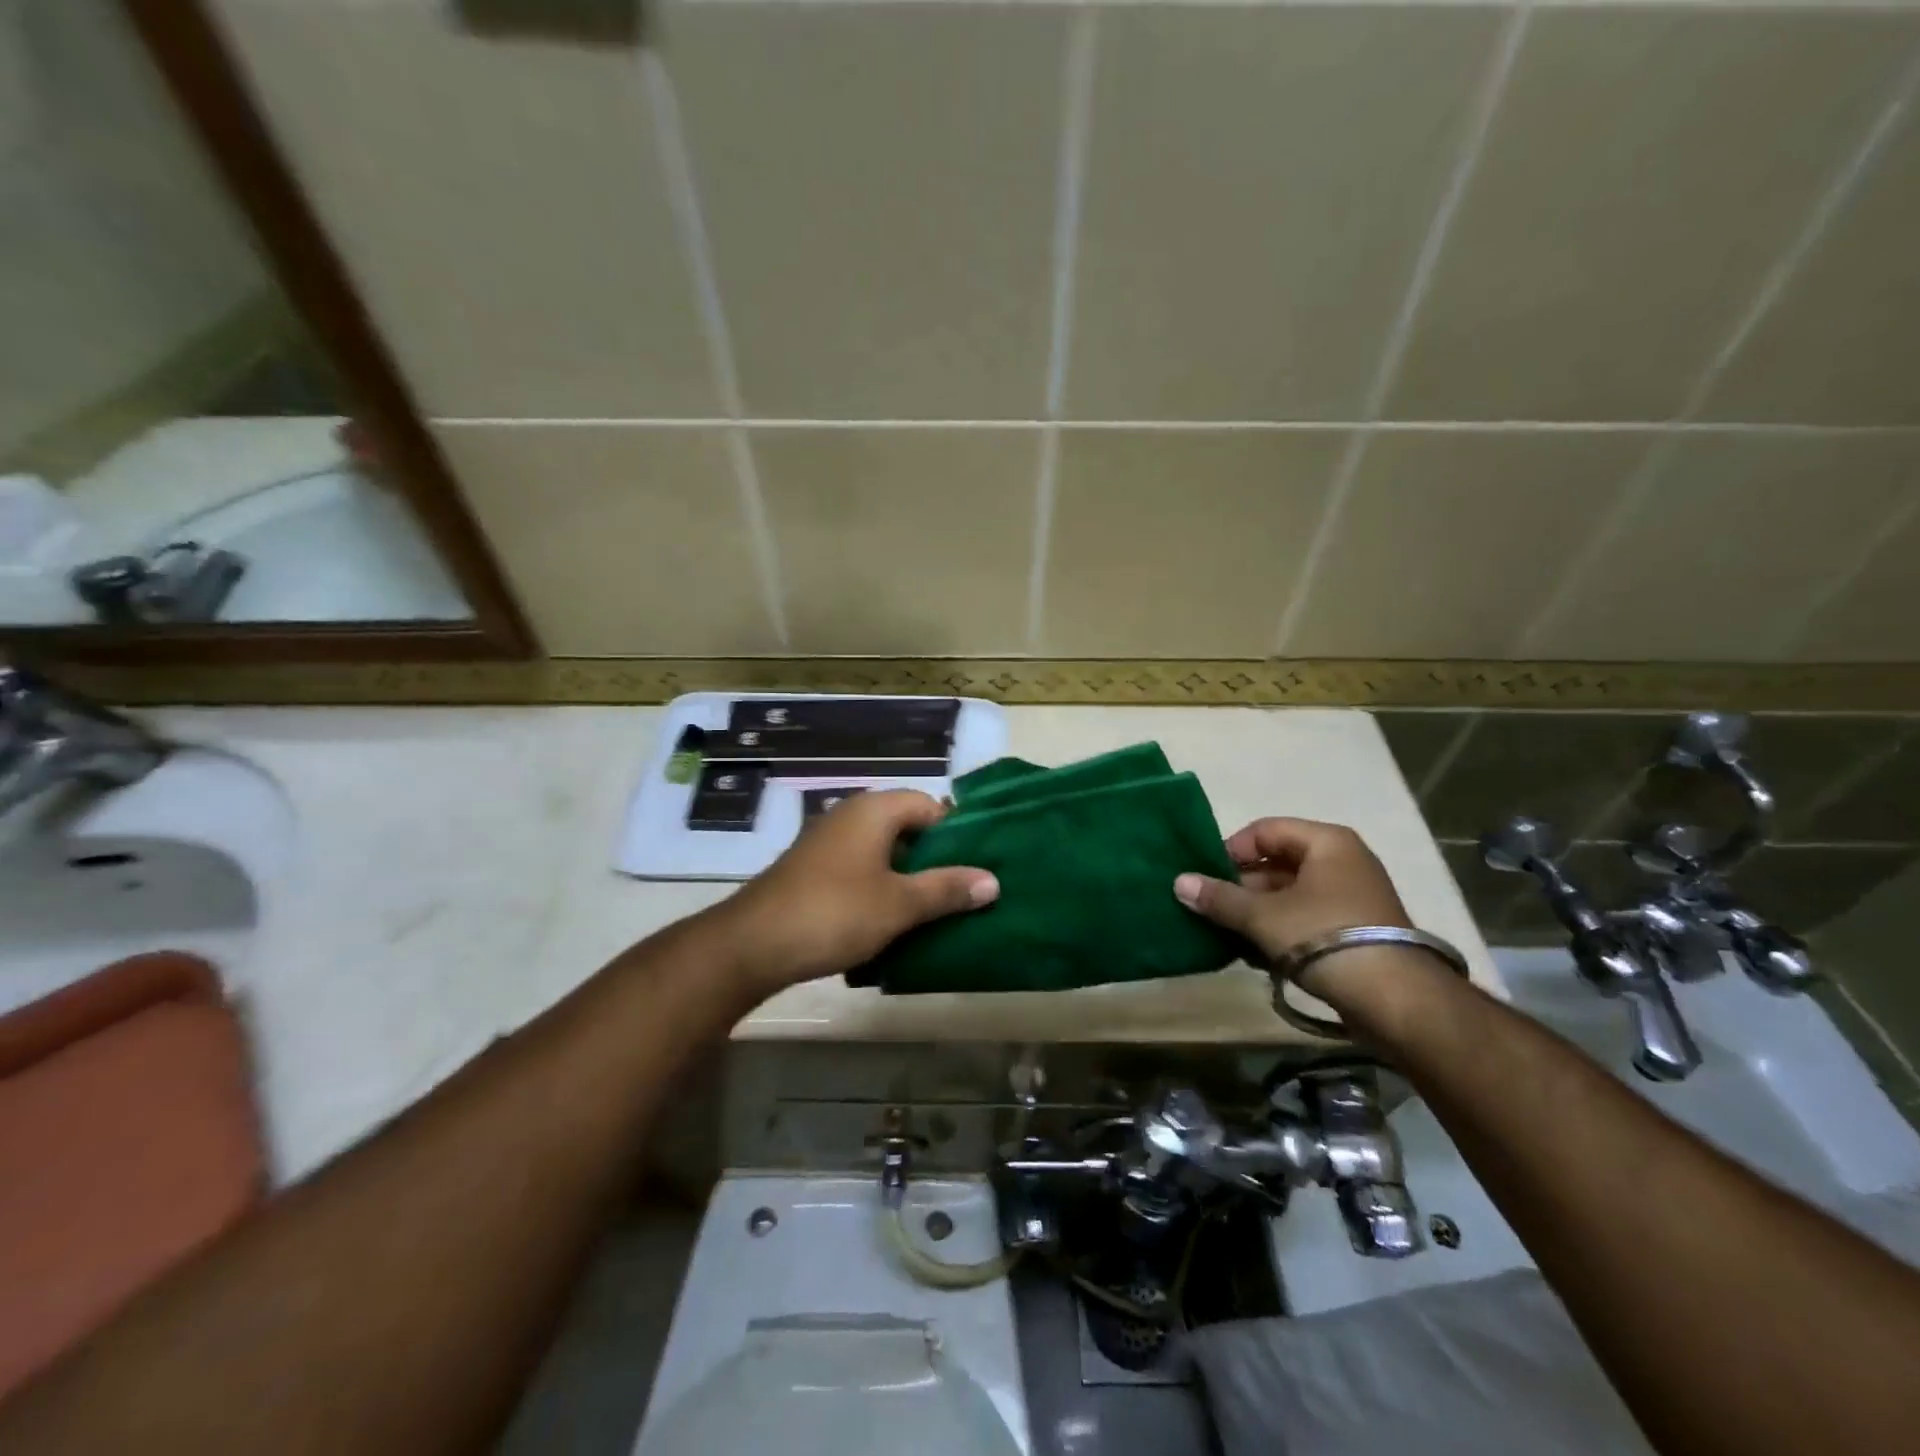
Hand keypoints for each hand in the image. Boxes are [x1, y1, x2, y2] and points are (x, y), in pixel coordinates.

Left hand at [716, 789, 997, 996]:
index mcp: (874, 810)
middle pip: (907, 826)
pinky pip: (860, 869)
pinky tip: (890, 920)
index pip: (929, 804)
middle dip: (934, 858)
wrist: (752, 944)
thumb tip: (993, 880)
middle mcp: (850, 815)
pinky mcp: (813, 870)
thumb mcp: (899, 904)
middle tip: (960, 891)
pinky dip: (879, 887)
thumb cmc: (834, 913)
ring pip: (883, 851)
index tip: (975, 867)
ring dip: (907, 877)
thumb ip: (947, 889)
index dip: (955, 833)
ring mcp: (828, 842)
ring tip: (933, 910)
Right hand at [1174, 818, 1411, 999]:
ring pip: (1290, 895)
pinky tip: (1256, 955)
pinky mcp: (1356, 932)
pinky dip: (1280, 931)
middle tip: (1213, 910)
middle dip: (1241, 887)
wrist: (1396, 999)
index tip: (1207, 877)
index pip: (1264, 830)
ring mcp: (1352, 898)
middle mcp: (1343, 861)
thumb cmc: (1324, 937)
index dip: (1232, 850)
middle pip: (1277, 863)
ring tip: (1229, 936)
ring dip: (1256, 913)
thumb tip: (1178, 882)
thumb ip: (1219, 897)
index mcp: (1326, 842)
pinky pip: (1306, 919)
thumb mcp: (1262, 916)